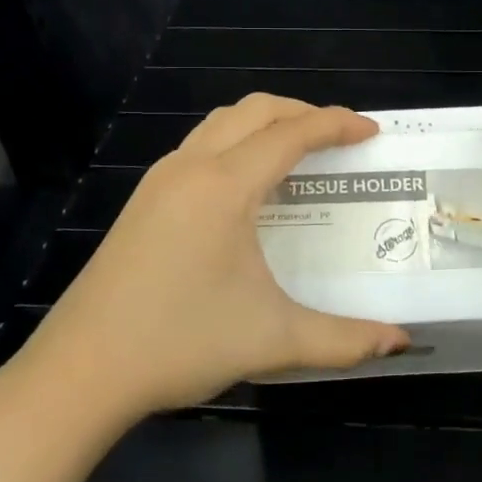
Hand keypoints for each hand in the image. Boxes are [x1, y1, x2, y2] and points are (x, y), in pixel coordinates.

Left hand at [21, 95, 409, 417]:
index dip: (337, 125)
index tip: (372, 131)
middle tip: (340, 139)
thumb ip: (345, 339)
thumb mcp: (274, 340)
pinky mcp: (143, 200)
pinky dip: (237, 142)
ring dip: (266, 123)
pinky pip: (200, 145)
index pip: (291, 134)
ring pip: (221, 122)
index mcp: (225, 187)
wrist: (81, 371)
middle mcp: (191, 168)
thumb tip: (400, 343)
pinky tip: (248, 185)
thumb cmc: (180, 342)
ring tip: (299, 152)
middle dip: (303, 113)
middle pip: (255, 111)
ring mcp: (160, 181)